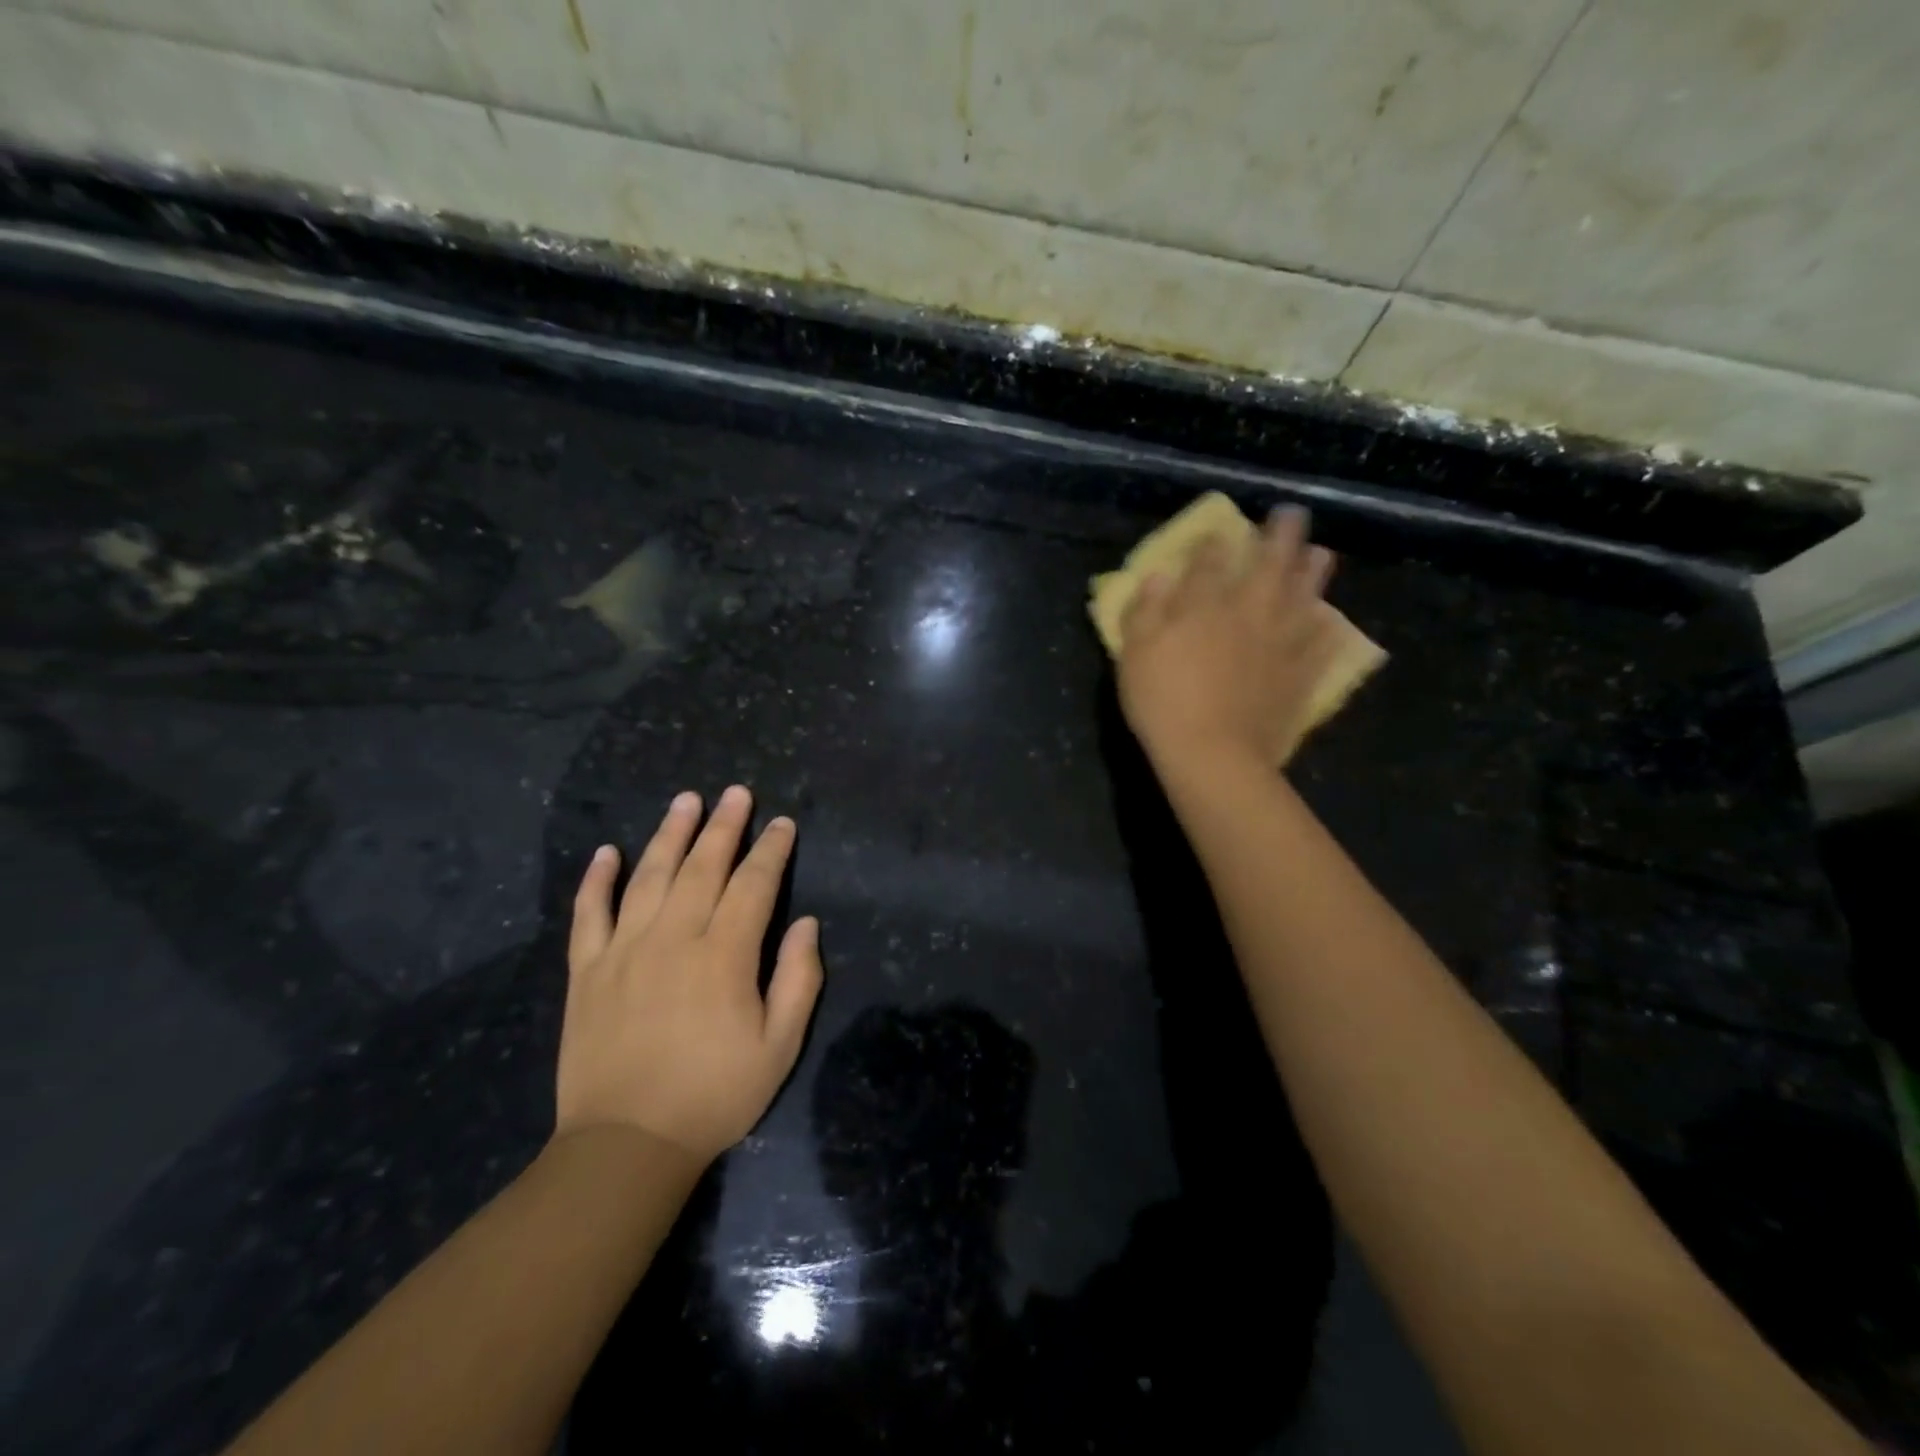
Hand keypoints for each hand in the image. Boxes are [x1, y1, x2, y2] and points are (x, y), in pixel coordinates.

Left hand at [556, 785, 823, 1163]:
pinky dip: (596, 880)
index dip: (771, 850)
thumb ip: (798, 980)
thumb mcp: (779, 1047)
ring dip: (669, 834)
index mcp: (724, 956)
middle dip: (723, 826)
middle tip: (736, 792)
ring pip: (648, 876)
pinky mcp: (587, 972)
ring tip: (685, 800)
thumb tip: (806, 923)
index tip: (782, 824)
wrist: (625, 1145)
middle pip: (702, 867)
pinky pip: (588, 914)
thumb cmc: (714, 1096)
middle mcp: (673, 939)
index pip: (753, 885)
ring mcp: (624, 951)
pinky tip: (606, 851)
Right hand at [1117, 505, 1339, 770]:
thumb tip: (1159, 575)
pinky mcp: (1299, 676)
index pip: (1210, 562)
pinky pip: (1320, 646)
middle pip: (1269, 565)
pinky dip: (1326, 630)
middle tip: (1291, 515)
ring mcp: (1280, 643)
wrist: (1213, 755)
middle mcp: (1248, 613)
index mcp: (1203, 606)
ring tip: (1321, 554)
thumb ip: (1146, 611)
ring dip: (1313, 572)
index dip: (1214, 544)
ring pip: (1303, 597)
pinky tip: (1329, 621)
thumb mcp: (1134, 655)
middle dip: (1279, 536)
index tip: (1218, 532)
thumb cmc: (1162, 703)